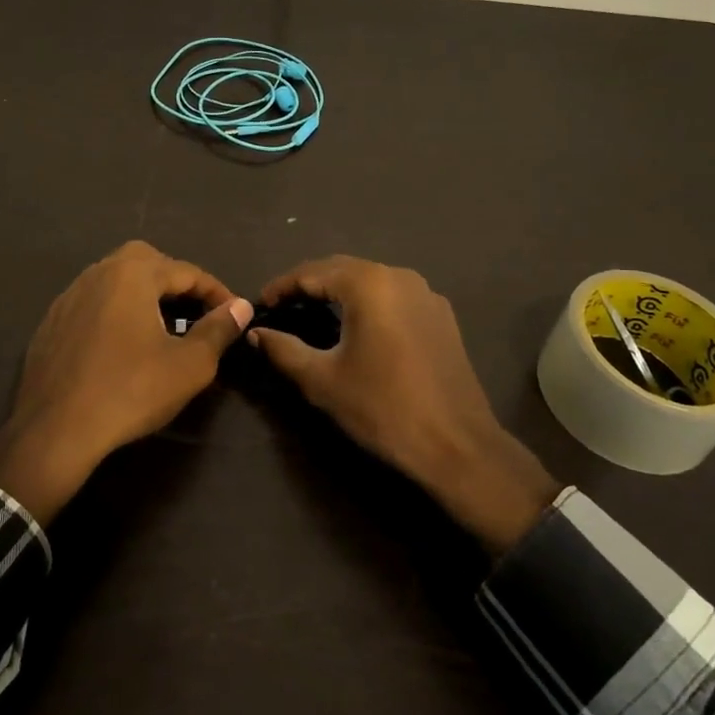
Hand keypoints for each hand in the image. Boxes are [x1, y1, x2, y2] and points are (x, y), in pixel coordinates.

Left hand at [0, 241, 252, 523]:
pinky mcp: (51, 323)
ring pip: (115, 279)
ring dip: (143, 294)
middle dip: (175, 280)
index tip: (234, 313)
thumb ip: (218, 330)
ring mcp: (69, 297)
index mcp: (132, 274)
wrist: (55, 431)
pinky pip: (93, 303)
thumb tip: (241, 306)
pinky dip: (115, 311)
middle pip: (146, 261)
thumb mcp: (189, 365)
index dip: (216, 291)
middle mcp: (98, 274)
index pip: (186, 271)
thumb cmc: (130, 392)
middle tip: (195, 310)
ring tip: (162, 325)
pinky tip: (122, 344)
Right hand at [250, 256, 562, 553]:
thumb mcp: (323, 380)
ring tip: (314, 312)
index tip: (260, 303)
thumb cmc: (382, 408)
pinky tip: (357, 325)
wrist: (457, 445)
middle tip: (282, 306)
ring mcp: (425, 294)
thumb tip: (257, 333)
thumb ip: (284, 350)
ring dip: (340, 291)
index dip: (282, 286)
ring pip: (371, 280)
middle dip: (310, 284)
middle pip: (342, 269)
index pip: (312, 272)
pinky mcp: (441, 315)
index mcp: (368, 284)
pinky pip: (394, 296)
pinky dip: (368, 302)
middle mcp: (399, 276)